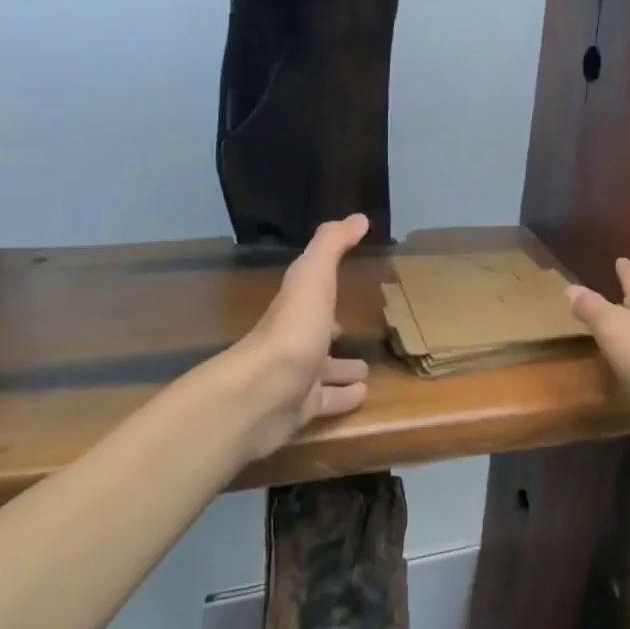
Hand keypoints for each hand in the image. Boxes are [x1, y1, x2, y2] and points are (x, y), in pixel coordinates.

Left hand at [237, 214, 372, 459]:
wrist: (262, 394)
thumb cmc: (292, 330)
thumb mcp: (314, 277)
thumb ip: (332, 245)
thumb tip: (358, 217)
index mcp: (296, 309)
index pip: (312, 296)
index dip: (326, 291)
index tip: (346, 288)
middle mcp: (294, 341)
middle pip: (317, 336)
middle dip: (334, 334)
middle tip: (355, 333)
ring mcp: (296, 378)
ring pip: (324, 372)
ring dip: (343, 370)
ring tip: (367, 371)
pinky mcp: (301, 410)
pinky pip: (328, 402)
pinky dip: (345, 398)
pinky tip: (363, 395)